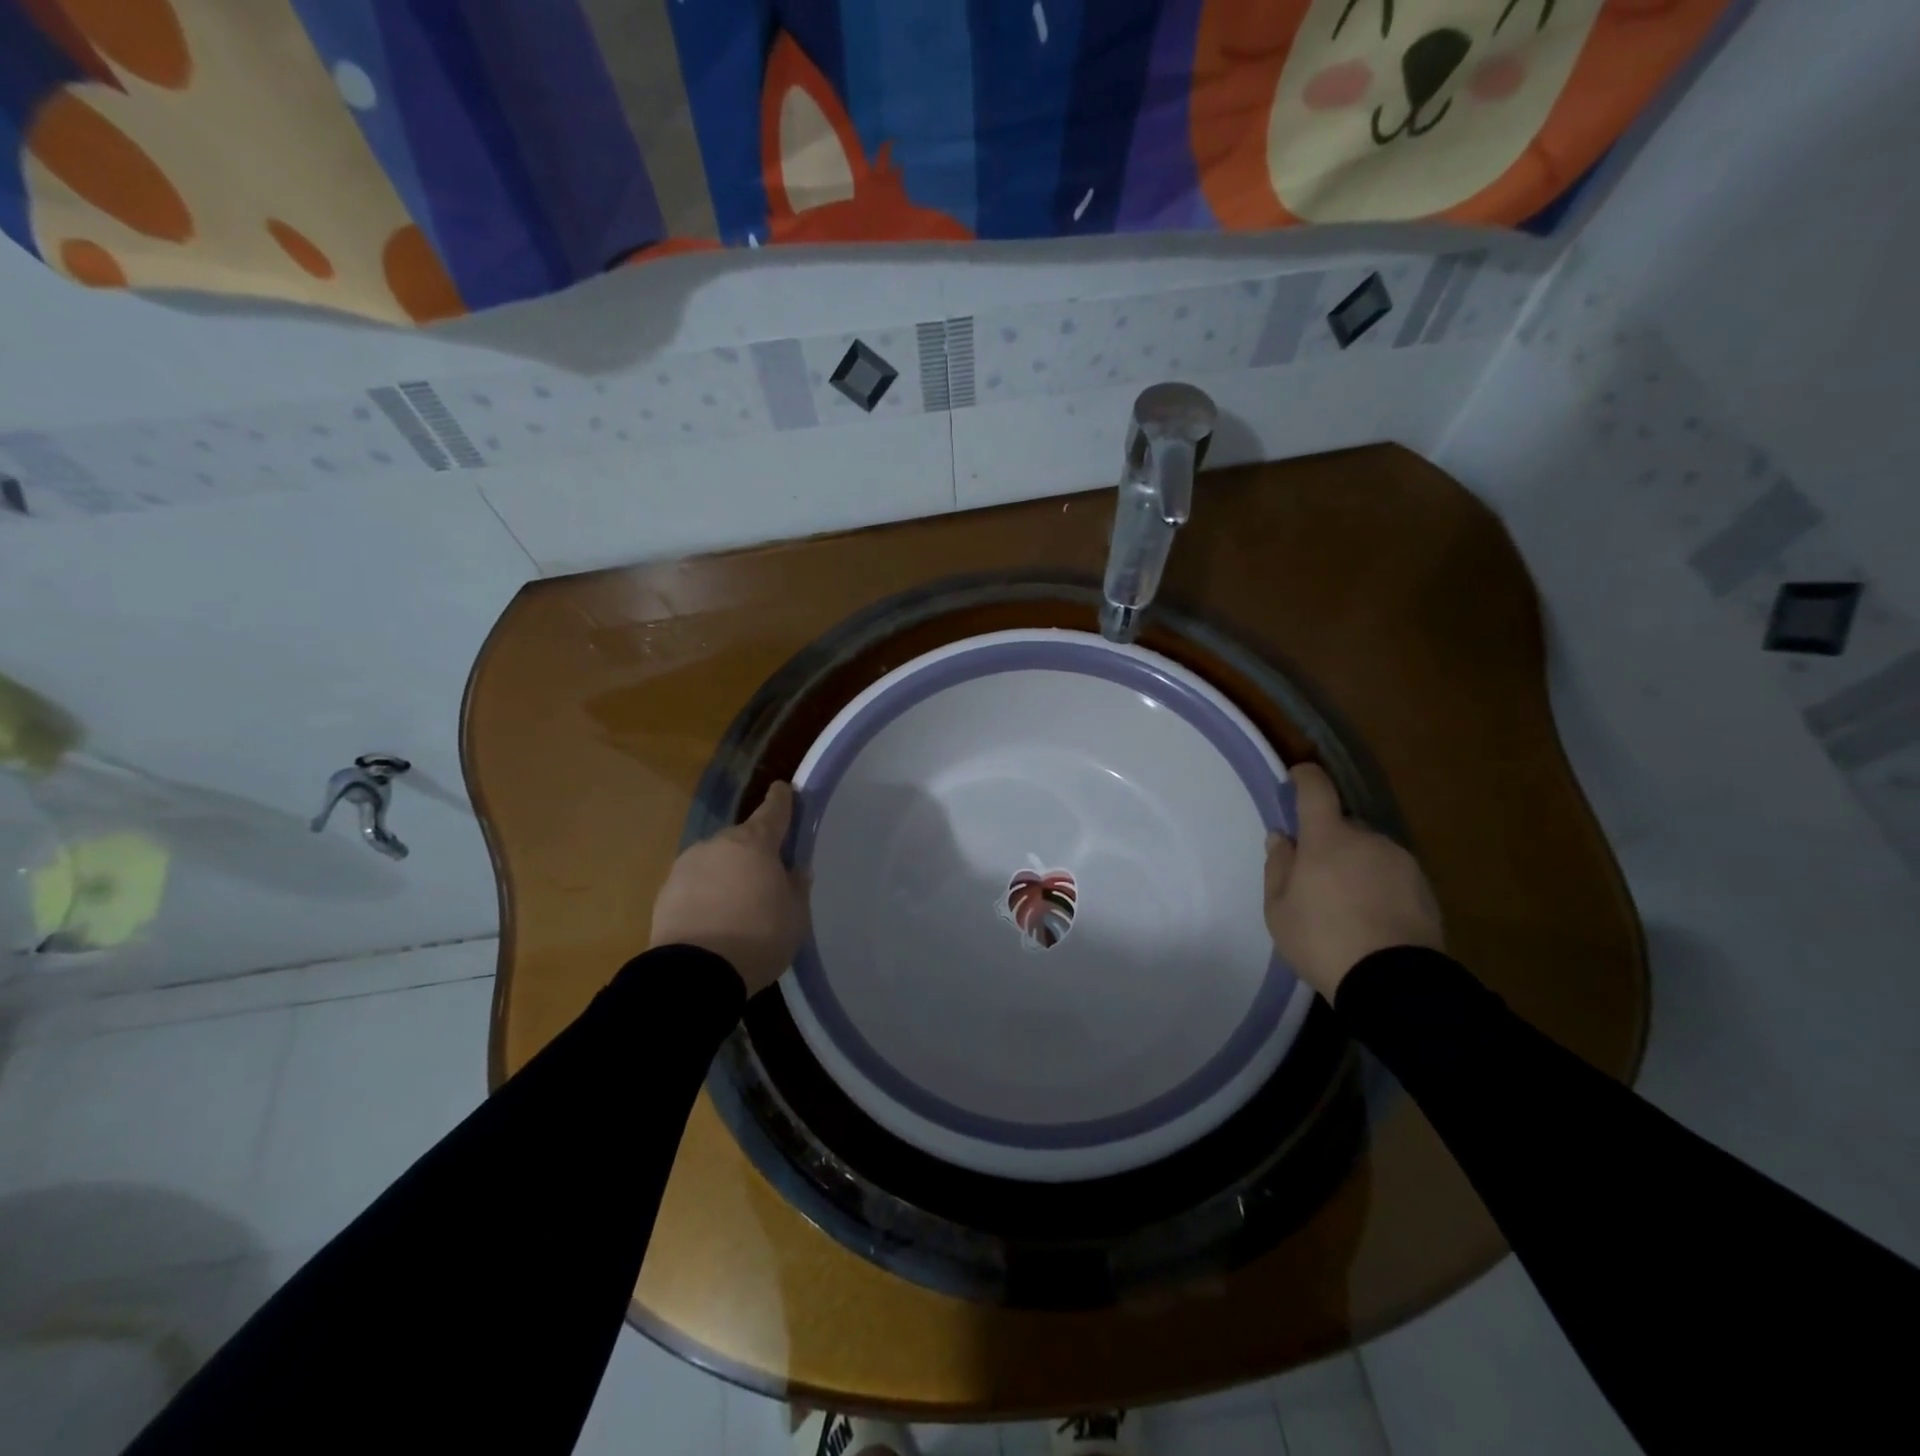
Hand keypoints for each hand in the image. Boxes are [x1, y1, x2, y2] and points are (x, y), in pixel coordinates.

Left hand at [650, 782, 810, 995]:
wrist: (694, 975)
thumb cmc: (758, 937)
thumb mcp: (796, 915)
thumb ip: (796, 886)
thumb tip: (793, 870)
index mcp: (756, 843)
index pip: (774, 810)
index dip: (782, 799)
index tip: (783, 789)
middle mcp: (719, 844)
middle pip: (743, 839)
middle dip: (754, 852)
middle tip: (766, 878)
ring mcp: (687, 865)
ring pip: (716, 861)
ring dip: (727, 873)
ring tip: (737, 905)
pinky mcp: (665, 891)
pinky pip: (695, 884)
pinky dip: (706, 893)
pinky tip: (713, 918)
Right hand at [1263, 763, 1443, 1000]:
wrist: (1394, 983)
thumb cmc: (1322, 940)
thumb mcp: (1279, 910)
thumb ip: (1278, 867)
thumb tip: (1282, 838)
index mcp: (1328, 838)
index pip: (1316, 790)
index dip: (1305, 778)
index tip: (1296, 777)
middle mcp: (1368, 839)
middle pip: (1343, 826)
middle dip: (1328, 841)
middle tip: (1315, 876)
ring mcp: (1401, 862)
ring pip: (1369, 851)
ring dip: (1355, 865)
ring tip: (1346, 904)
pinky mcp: (1425, 888)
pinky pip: (1392, 874)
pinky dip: (1378, 885)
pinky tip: (1371, 917)